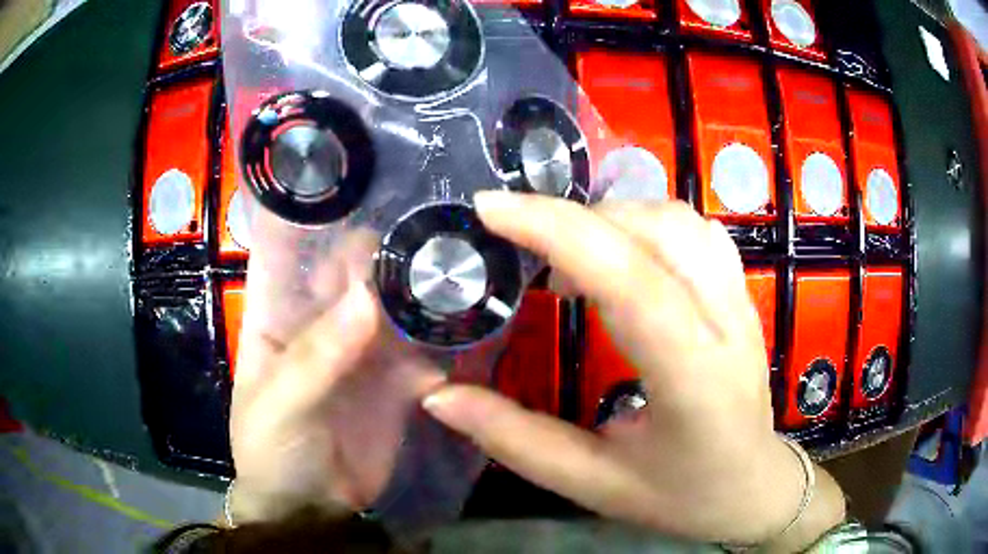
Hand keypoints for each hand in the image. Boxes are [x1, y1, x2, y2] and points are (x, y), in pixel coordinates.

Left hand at [229, 228, 444, 522]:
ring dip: (415, 284)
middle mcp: (320, 322)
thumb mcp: (281, 403)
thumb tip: (369, 296)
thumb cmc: (273, 451)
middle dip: (377, 248)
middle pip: (347, 271)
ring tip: (451, 256)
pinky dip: (441, 331)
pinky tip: (467, 311)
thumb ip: (318, 354)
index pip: (288, 252)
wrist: (314, 510)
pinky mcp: (397, 378)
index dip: (310, 215)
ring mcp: (361, 349)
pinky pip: (421, 345)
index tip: (345, 181)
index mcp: (276, 316)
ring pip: (390, 302)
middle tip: (418, 223)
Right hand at [423, 192, 844, 548]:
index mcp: (693, 379)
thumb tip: (437, 397)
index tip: (489, 208)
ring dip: (609, 217)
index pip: (629, 280)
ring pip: (677, 219)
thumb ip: (513, 439)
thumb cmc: (680, 496)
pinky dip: (645, 221)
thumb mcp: (592, 483)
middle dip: (571, 220)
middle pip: (653, 231)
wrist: (754, 487)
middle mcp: (726, 323)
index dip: (555, 230)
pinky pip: (695, 229)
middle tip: (515, 244)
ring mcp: (741, 300)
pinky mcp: (742, 293)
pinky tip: (619, 252)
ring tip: (564, 253)